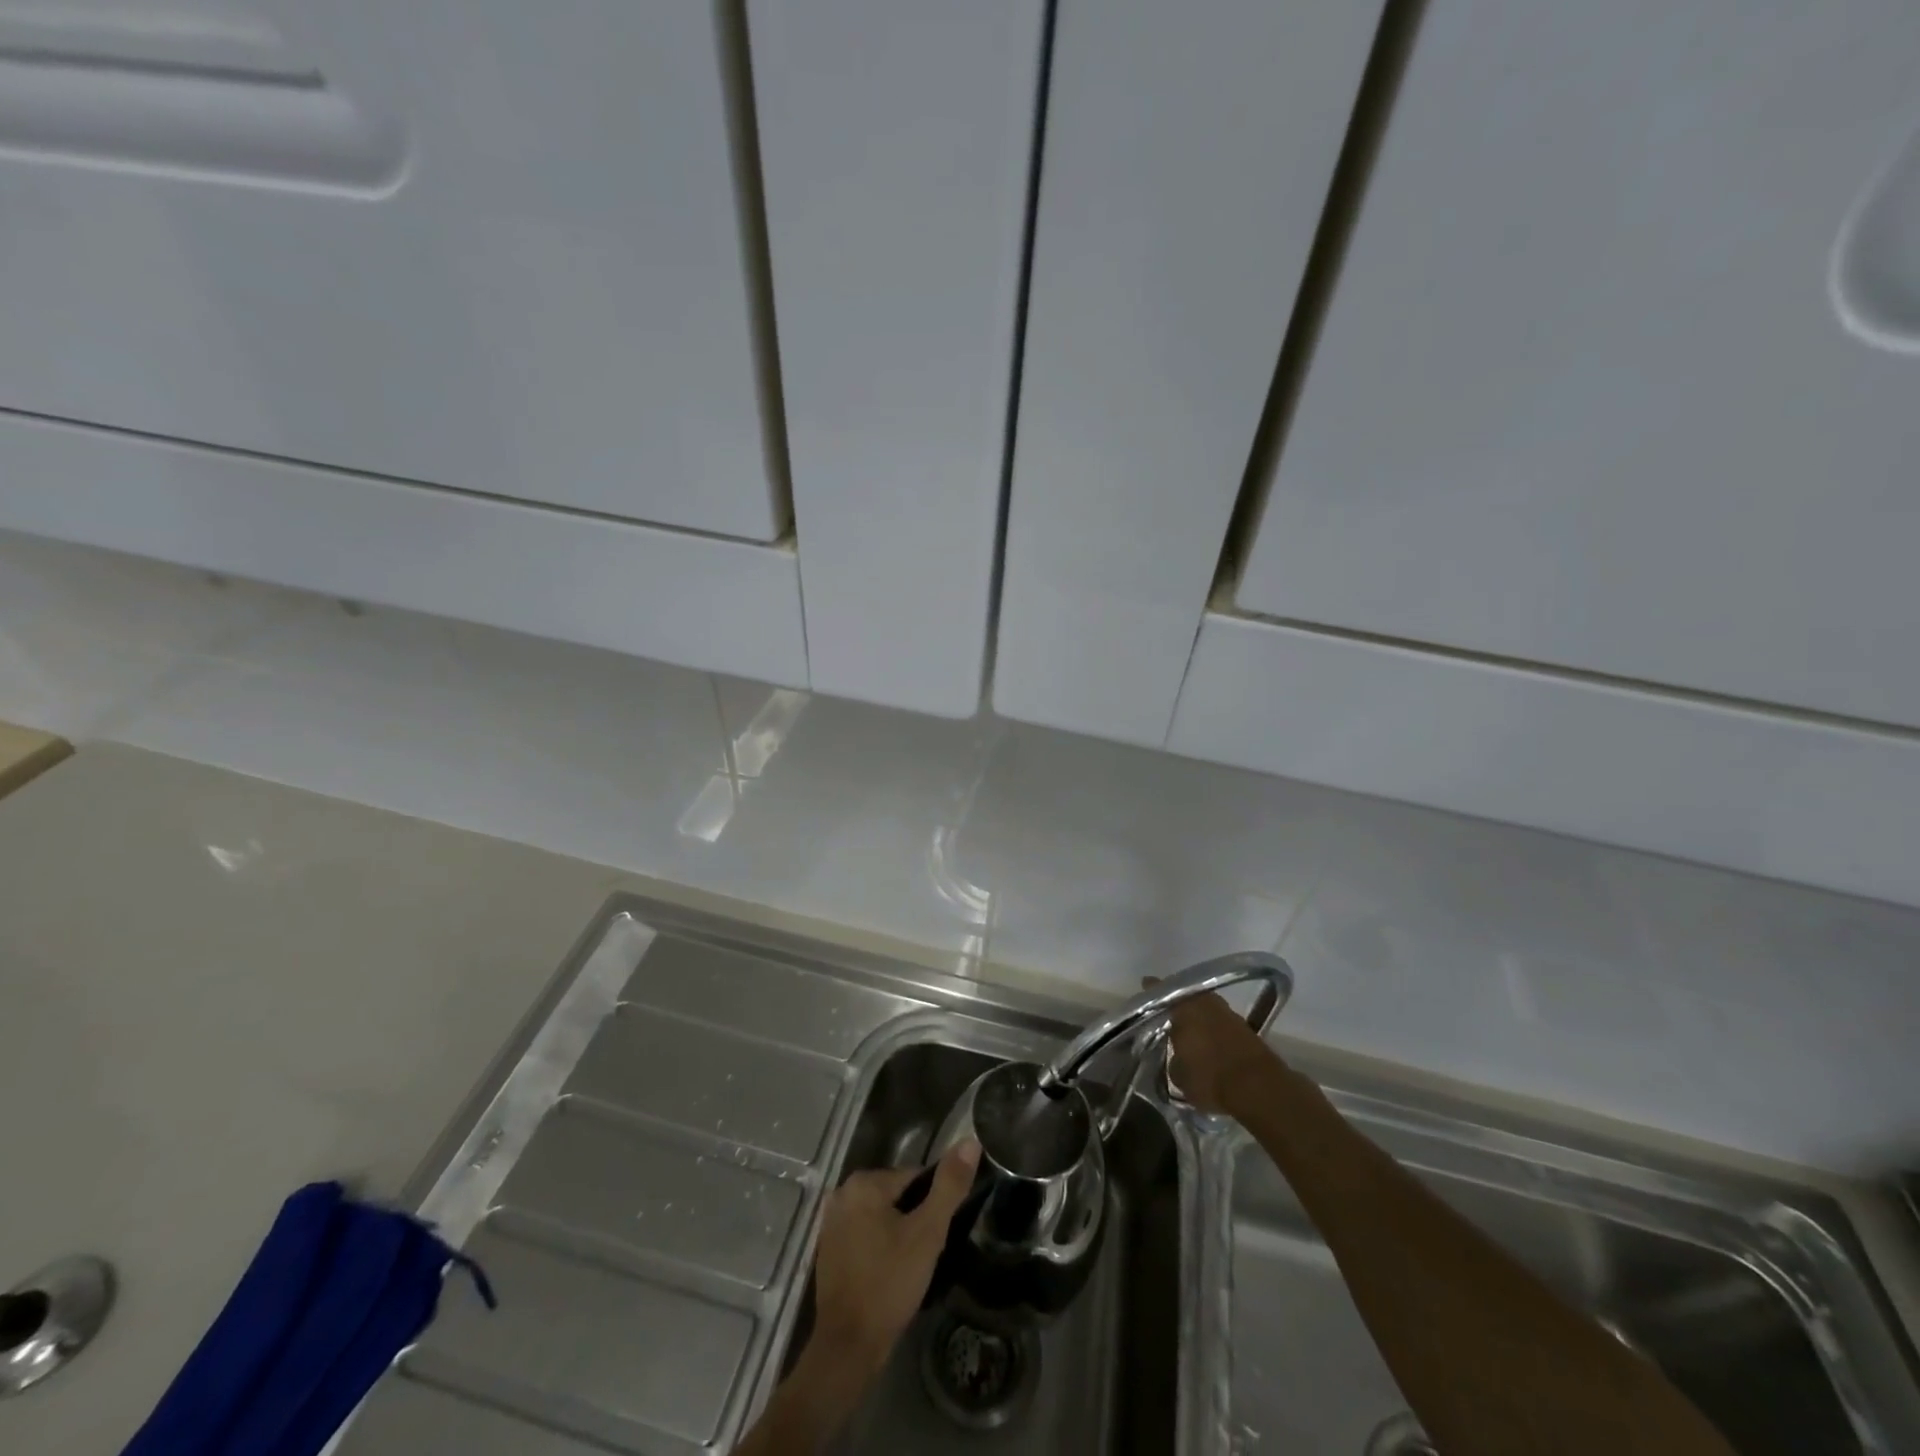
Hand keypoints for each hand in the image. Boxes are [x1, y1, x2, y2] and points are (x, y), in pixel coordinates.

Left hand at [736, 1141, 981, 1454]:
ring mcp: (831, 1222)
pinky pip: (865, 1235)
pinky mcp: (828, 1250)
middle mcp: (842, 1193)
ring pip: (881, 1216)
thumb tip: (970, 1141)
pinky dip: (879, 1247)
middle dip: (914, 1218)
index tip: (939, 1232)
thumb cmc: (890, 1283)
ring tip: (911, 1266)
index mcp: (864, 1182)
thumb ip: (949, 1186)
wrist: (849, 1346)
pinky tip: (890, 1273)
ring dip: (898, 1233)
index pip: (914, 1177)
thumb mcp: (928, 1233)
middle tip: (926, 1252)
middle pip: (896, 1195)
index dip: (932, 1203)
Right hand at [1158, 983, 1275, 1116]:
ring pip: (1207, 1009)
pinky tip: (1209, 1044)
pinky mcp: (1246, 1029)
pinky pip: (1222, 1023)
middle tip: (1168, 1016)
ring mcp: (1229, 1013)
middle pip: (1187, 997)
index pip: (1161, 989)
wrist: (1259, 1088)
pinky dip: (1214, 1030)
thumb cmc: (1210, 1078)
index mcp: (1183, 1007)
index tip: (1144, 987)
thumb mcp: (1179, 1076)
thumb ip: (1173, 1059)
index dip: (1151, 989)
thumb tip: (1177, 1056)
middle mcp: (1206, 1002)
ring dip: (1199, 1018)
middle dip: (1178, 1005)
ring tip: (1189, 1032)